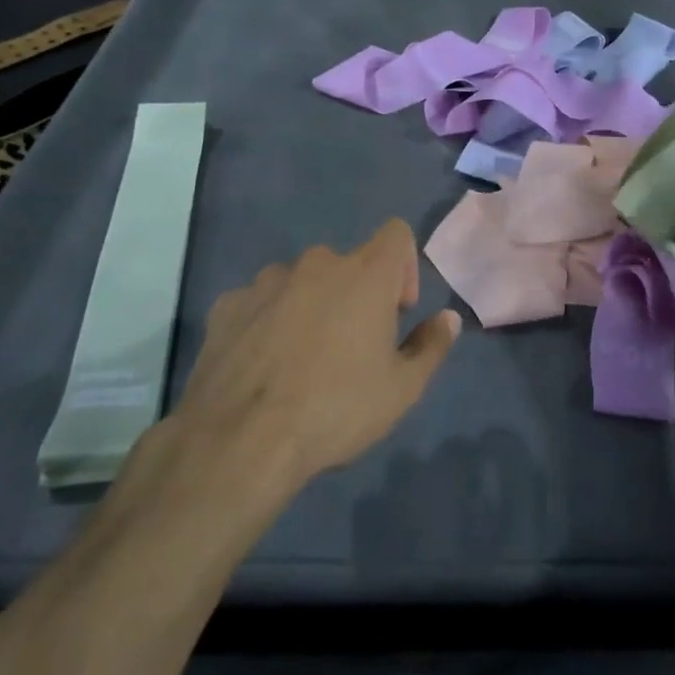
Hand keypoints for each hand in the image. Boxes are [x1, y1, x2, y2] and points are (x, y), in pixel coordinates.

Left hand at [155, 221, 460, 495]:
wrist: (239, 441)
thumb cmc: (335, 409)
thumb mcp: (402, 390)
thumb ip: (431, 346)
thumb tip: (448, 318)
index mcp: (365, 273)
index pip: (396, 233)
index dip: (403, 267)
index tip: (396, 312)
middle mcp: (317, 263)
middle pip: (346, 264)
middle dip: (354, 296)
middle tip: (350, 348)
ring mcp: (266, 281)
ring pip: (300, 282)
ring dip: (309, 307)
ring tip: (300, 360)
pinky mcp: (227, 305)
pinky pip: (258, 303)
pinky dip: (266, 322)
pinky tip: (261, 366)